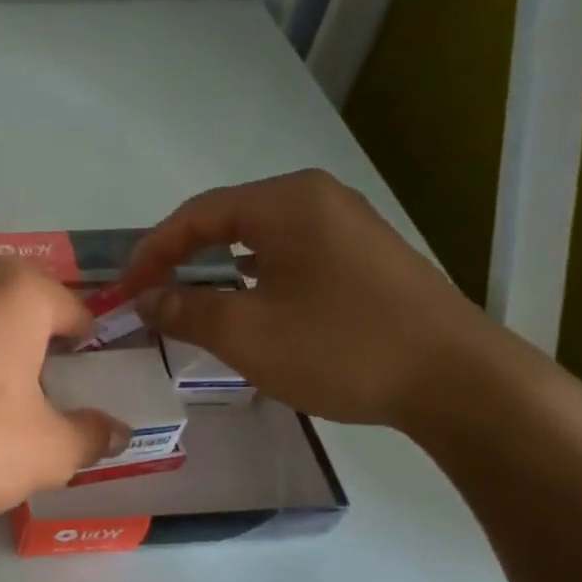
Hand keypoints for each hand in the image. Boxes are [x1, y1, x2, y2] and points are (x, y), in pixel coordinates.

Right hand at [119, 170, 505, 429]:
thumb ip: (186, 310)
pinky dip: (253, 278)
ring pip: (258, 240)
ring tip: (187, 302)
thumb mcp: (247, 333)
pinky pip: (289, 256)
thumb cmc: (341, 348)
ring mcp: (347, 227)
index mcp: (287, 202)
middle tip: (149, 294)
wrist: (457, 382)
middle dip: (181, 257)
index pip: (197, 214)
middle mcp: (317, 200)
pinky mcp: (364, 258)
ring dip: (216, 269)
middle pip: (227, 220)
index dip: (152, 251)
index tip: (124, 289)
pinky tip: (245, 306)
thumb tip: (144, 299)